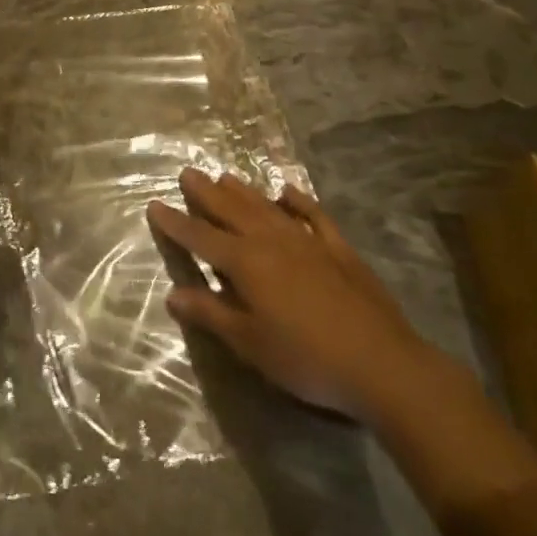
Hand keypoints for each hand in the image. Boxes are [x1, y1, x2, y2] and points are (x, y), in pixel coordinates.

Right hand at [148, 168, 446, 421]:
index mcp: (245, 262)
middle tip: (187, 172)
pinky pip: (312, 215)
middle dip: (205, 193)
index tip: (155, 204)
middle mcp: (270, 240)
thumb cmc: (306, 358)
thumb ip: (211, 314)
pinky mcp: (338, 248)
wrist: (381, 363)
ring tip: (224, 175)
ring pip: (266, 206)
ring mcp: (306, 240)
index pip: (200, 237)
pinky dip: (297, 201)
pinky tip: (287, 192)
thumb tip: (173, 294)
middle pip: (231, 210)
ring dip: (243, 190)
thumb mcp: (250, 344)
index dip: (176, 223)